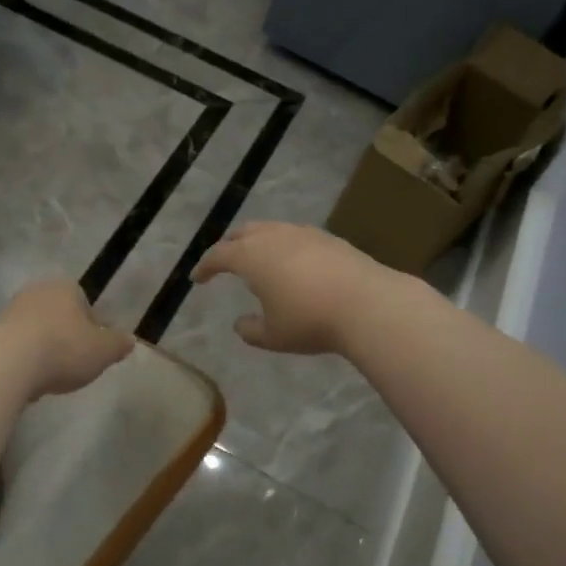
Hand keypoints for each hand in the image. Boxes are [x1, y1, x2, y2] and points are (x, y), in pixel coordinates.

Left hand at [0, 278, 134, 398]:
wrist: (7, 363)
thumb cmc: (64, 349)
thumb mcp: (103, 351)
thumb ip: (118, 345)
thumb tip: (129, 341)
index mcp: (66, 287)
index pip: (85, 304)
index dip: (93, 328)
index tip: (94, 351)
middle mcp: (38, 291)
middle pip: (59, 315)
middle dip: (67, 336)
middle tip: (74, 363)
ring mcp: (11, 310)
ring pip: (37, 330)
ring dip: (44, 348)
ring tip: (51, 375)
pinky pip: (17, 346)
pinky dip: (25, 359)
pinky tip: (29, 379)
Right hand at [191, 222, 396, 355]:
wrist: (368, 304)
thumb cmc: (310, 321)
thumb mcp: (273, 336)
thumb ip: (250, 330)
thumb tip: (240, 324)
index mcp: (251, 256)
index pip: (218, 255)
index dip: (205, 266)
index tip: (198, 278)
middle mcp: (274, 237)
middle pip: (243, 233)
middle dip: (230, 245)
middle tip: (225, 261)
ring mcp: (305, 234)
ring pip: (272, 229)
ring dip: (259, 242)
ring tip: (260, 260)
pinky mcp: (330, 238)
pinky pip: (297, 236)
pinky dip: (285, 246)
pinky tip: (294, 263)